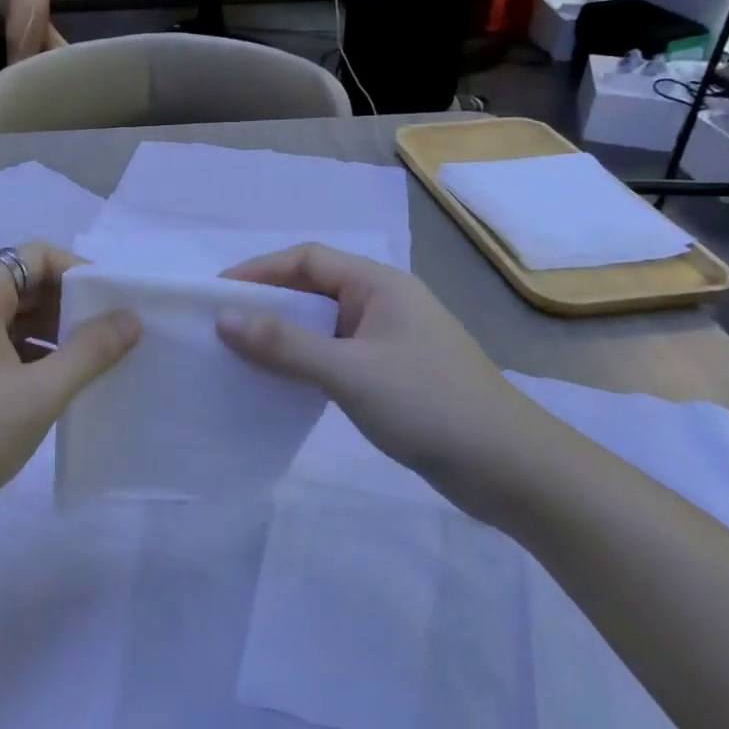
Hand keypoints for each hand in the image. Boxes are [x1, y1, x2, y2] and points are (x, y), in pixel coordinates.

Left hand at [0, 242, 140, 527]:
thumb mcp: (38, 394)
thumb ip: (90, 352)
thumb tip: (130, 318)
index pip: (39, 256)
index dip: (82, 273)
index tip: (117, 305)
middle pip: (27, 282)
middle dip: (72, 305)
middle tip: (114, 336)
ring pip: (15, 316)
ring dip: (54, 334)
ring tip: (95, 363)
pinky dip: (31, 355)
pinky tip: (57, 385)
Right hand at [216, 244, 564, 518]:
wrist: (511, 469)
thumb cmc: (429, 404)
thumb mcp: (349, 372)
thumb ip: (285, 345)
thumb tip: (224, 319)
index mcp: (379, 284)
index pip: (307, 259)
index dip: (260, 270)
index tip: (217, 293)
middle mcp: (384, 303)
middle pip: (314, 288)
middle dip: (268, 302)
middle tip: (221, 324)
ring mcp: (390, 340)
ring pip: (323, 325)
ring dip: (284, 334)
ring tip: (241, 352)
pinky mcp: (392, 374)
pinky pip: (335, 355)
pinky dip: (305, 361)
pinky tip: (281, 382)